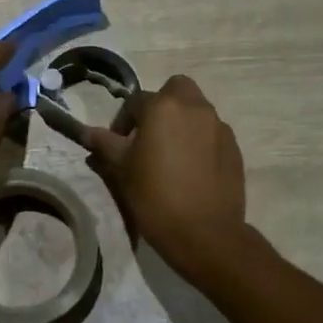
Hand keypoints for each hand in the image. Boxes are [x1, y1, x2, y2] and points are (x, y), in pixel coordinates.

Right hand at [86, 75, 248, 273]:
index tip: (118, 144)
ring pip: (197, 110)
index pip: (136, 101)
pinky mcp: (234, 148)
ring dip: (182, 122)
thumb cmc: (155, 196)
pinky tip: (192, 168)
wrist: (204, 233)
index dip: (123, 121)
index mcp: (163, 107)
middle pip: (176, 89)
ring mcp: (219, 127)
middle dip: (161, 104)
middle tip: (149, 134)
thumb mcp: (121, 169)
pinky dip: (200, 140)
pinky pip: (212, 133)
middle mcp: (194, 108)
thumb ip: (105, 144)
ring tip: (171, 154)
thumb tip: (88, 133)